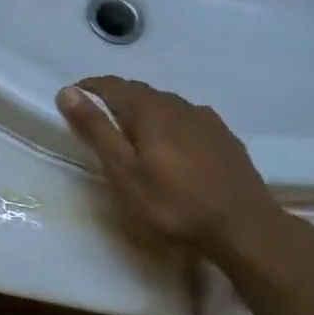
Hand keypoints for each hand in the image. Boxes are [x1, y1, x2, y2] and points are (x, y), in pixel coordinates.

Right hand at [56, 75, 282, 257]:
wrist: (245, 229)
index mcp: (149, 109)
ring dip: (142, 112)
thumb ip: (96, 129)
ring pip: (164, 104)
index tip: (70, 104)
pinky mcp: (224, 136)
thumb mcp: (124, 171)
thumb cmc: (173, 204)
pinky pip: (187, 119)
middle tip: (96, 123)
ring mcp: (205, 119)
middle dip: (113, 101)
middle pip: (138, 92)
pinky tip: (171, 146)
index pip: (111, 85)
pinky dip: (168, 124)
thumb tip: (68, 91)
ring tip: (131, 136)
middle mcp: (178, 104)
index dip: (87, 90)